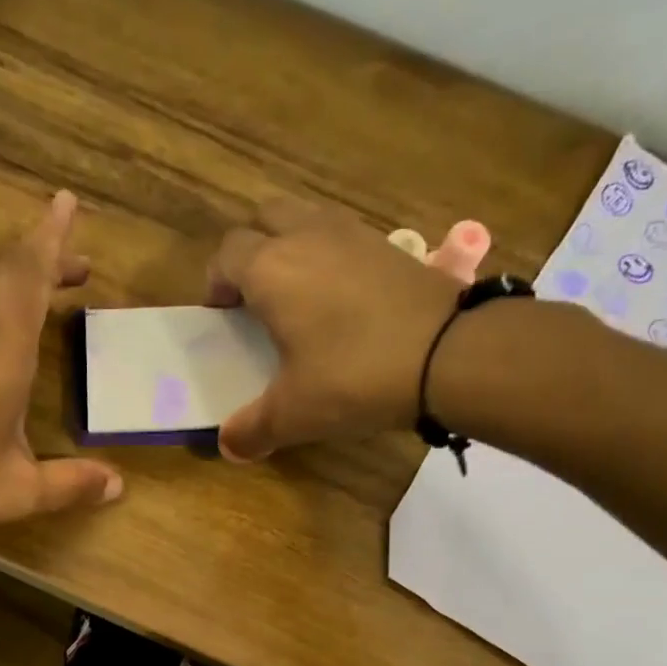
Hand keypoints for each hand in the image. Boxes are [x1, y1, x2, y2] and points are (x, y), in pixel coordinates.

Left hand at [0, 191, 121, 556]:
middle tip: (78, 263)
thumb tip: (118, 485)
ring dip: (12, 272)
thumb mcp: (16, 493)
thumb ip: (70, 484)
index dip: (49, 239)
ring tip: (40, 282)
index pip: (28, 279)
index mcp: (1, 358)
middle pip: (5, 272)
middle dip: (43, 255)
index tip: (65, 202)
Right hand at [207, 198, 463, 460]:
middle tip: (257, 296)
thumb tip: (228, 447)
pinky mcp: (390, 244)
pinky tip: (343, 302)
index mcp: (271, 269)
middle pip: (264, 218)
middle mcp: (307, 236)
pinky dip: (331, 257)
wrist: (449, 354)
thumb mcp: (295, 413)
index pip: (226, 254)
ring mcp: (353, 234)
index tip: (224, 316)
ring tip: (299, 296)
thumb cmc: (354, 377)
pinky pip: (344, 236)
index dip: (217, 282)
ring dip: (292, 246)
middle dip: (252, 250)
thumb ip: (253, 430)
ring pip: (307, 218)